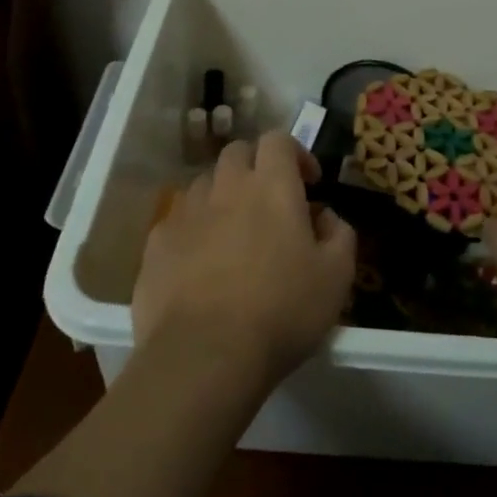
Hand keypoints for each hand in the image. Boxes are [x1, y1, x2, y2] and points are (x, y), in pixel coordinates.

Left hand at [133, 130, 356, 388]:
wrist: (204, 357)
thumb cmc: (281, 311)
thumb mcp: (337, 277)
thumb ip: (340, 234)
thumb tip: (326, 216)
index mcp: (271, 185)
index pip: (278, 139)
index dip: (295, 153)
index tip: (309, 183)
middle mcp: (226, 186)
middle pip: (238, 153)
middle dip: (256, 167)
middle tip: (270, 202)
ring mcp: (186, 213)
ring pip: (206, 184)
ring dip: (223, 196)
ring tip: (234, 233)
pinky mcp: (156, 245)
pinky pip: (178, 221)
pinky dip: (194, 230)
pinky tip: (201, 264)